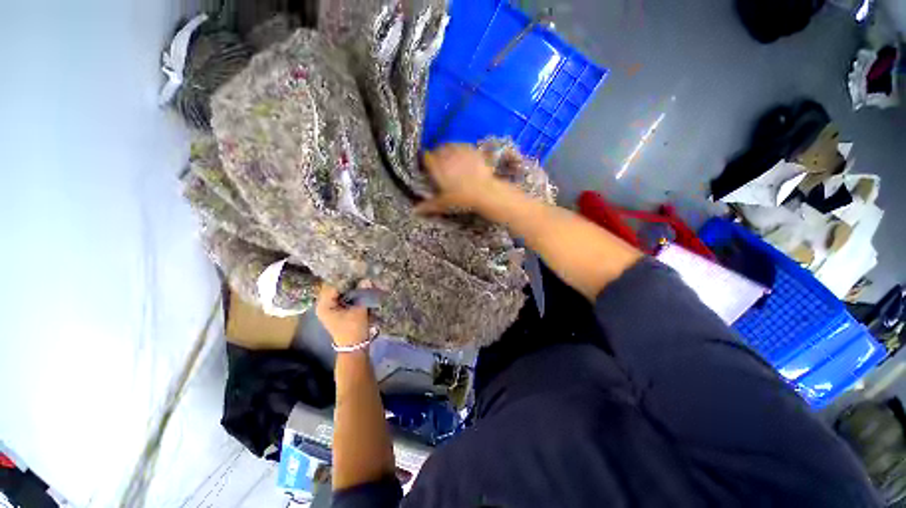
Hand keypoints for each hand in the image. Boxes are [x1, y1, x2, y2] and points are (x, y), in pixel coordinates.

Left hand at [316, 282, 369, 347]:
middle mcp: (324, 305)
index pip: (333, 286)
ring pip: (340, 293)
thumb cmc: (354, 329)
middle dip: (349, 284)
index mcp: (324, 305)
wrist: (355, 347)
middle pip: (336, 288)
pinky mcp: (337, 311)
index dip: (346, 280)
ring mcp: (330, 309)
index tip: (358, 275)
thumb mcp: (359, 310)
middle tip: (362, 279)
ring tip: (363, 284)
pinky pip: (343, 298)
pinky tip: (361, 292)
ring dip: (351, 289)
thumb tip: (366, 279)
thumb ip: (362, 293)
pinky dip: (351, 295)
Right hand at [415, 144, 497, 214]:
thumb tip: (414, 211)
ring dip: (449, 151)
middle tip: (441, 165)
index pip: (426, 157)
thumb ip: (429, 205)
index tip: (428, 167)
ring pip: (450, 145)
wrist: (485, 192)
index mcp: (437, 166)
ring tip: (452, 160)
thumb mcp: (444, 203)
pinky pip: (464, 146)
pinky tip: (465, 159)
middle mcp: (447, 155)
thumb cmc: (461, 198)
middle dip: (437, 155)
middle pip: (438, 149)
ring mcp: (460, 150)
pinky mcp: (473, 150)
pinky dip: (462, 151)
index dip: (426, 161)